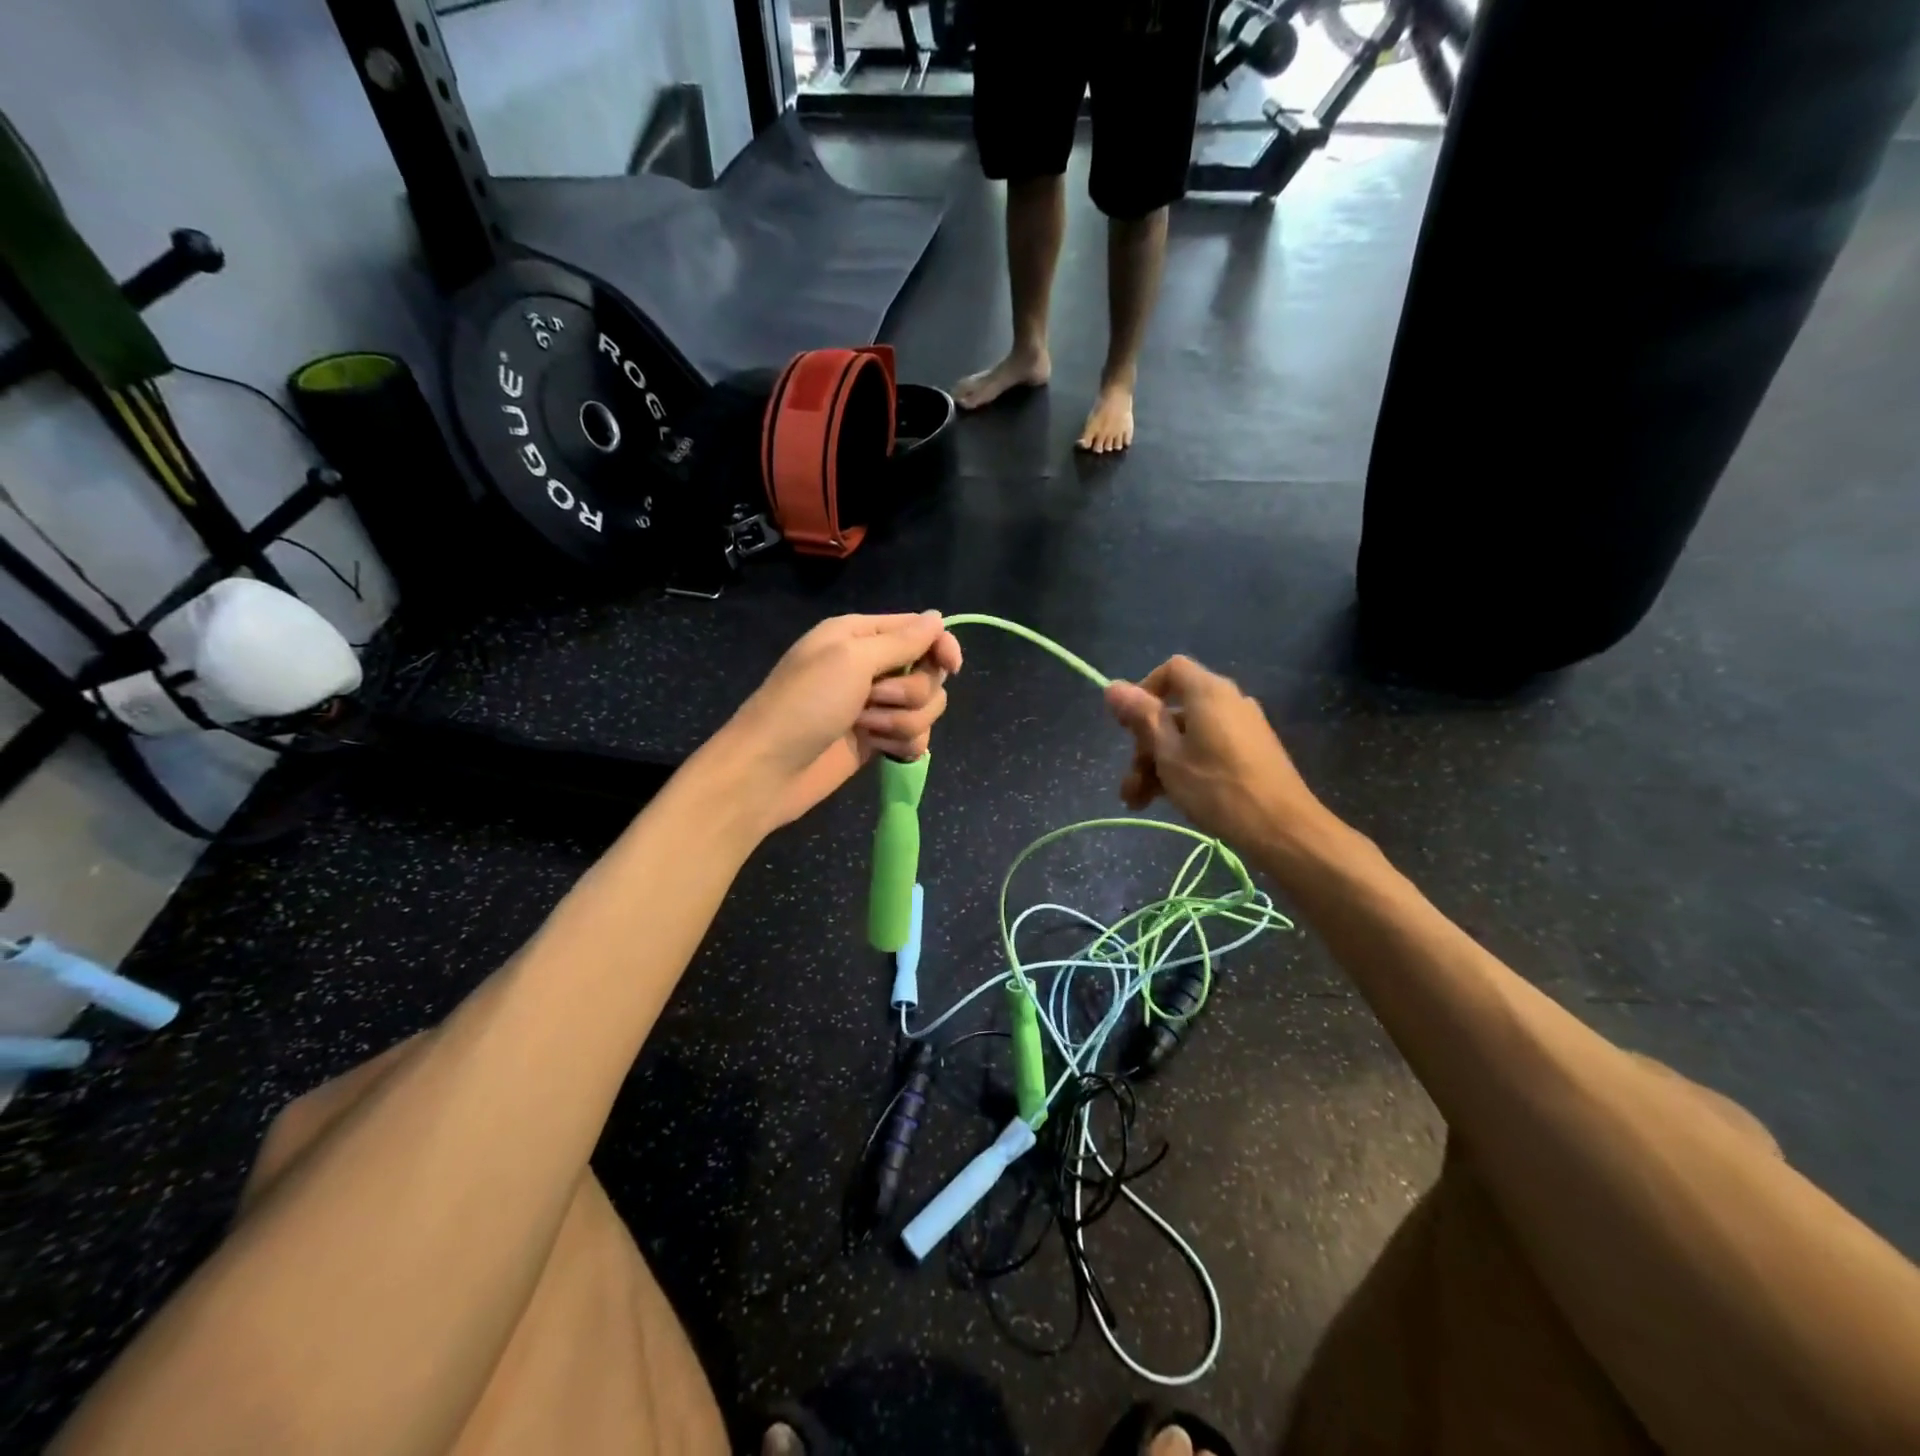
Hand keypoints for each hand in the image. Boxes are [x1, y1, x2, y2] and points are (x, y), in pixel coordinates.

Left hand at [711, 612, 962, 832]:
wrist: (768, 771)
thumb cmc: (804, 704)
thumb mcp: (851, 659)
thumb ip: (901, 641)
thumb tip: (938, 618)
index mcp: (860, 636)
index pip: (920, 630)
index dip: (940, 646)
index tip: (951, 667)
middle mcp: (871, 667)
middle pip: (928, 673)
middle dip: (911, 691)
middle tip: (874, 699)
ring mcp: (875, 707)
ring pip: (926, 709)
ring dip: (902, 721)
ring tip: (866, 729)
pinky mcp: (877, 741)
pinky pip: (915, 738)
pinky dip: (902, 745)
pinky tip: (879, 751)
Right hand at [1103, 655, 1327, 852]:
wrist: (1282, 829)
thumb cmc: (1217, 788)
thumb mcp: (1168, 754)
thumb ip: (1141, 717)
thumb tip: (1112, 686)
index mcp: (1208, 692)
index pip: (1171, 669)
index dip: (1143, 691)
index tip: (1127, 725)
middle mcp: (1228, 701)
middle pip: (1174, 710)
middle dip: (1145, 745)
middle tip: (1130, 783)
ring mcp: (1242, 728)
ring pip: (1187, 736)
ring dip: (1159, 764)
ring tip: (1139, 801)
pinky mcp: (1251, 753)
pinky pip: (1208, 749)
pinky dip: (1185, 768)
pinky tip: (1168, 800)